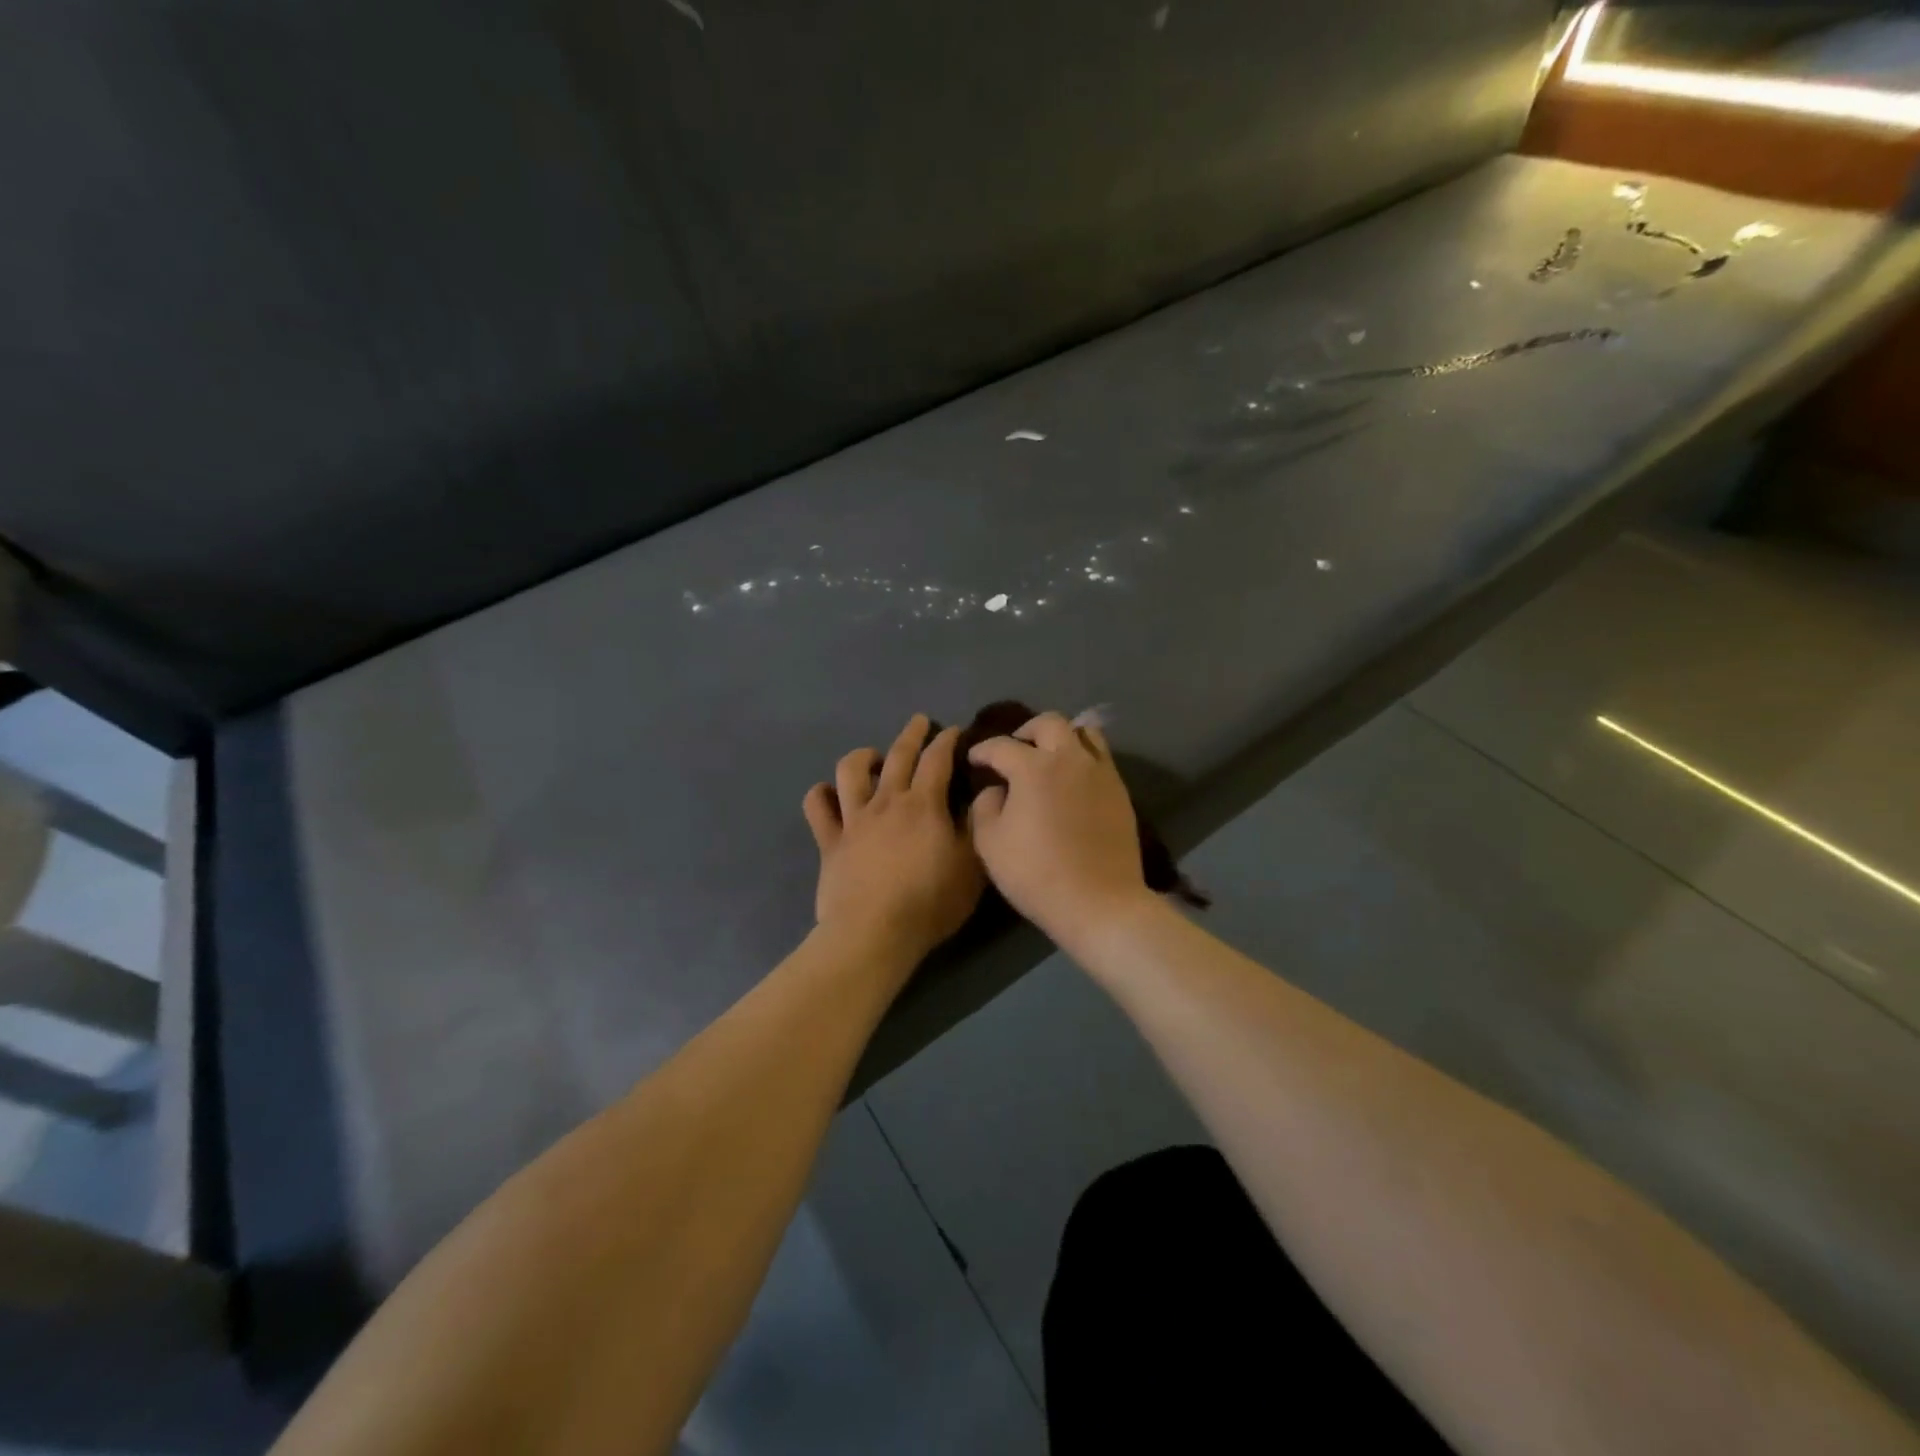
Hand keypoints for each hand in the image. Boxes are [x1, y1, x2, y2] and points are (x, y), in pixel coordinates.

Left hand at [803, 715, 984, 970]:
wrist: (874, 932)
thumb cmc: (929, 902)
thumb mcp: (971, 867)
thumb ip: (975, 828)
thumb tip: (978, 798)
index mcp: (923, 804)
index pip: (938, 760)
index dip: (947, 741)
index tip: (954, 730)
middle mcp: (887, 802)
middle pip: (897, 756)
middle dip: (911, 734)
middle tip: (919, 721)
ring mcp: (853, 820)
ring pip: (850, 771)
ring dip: (862, 757)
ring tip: (872, 757)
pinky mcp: (829, 841)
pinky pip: (817, 807)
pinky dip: (820, 795)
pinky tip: (827, 793)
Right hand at [966, 711, 1153, 942]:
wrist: (1099, 902)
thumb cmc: (1036, 874)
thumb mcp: (990, 843)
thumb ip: (985, 806)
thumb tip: (996, 790)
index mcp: (1033, 767)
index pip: (1001, 746)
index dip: (983, 750)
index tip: (974, 759)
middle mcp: (1069, 758)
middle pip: (1049, 723)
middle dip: (1026, 731)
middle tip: (1015, 749)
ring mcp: (1100, 772)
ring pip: (1083, 732)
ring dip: (1062, 737)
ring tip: (1050, 758)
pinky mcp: (1120, 790)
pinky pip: (1101, 757)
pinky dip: (1083, 757)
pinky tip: (1073, 781)